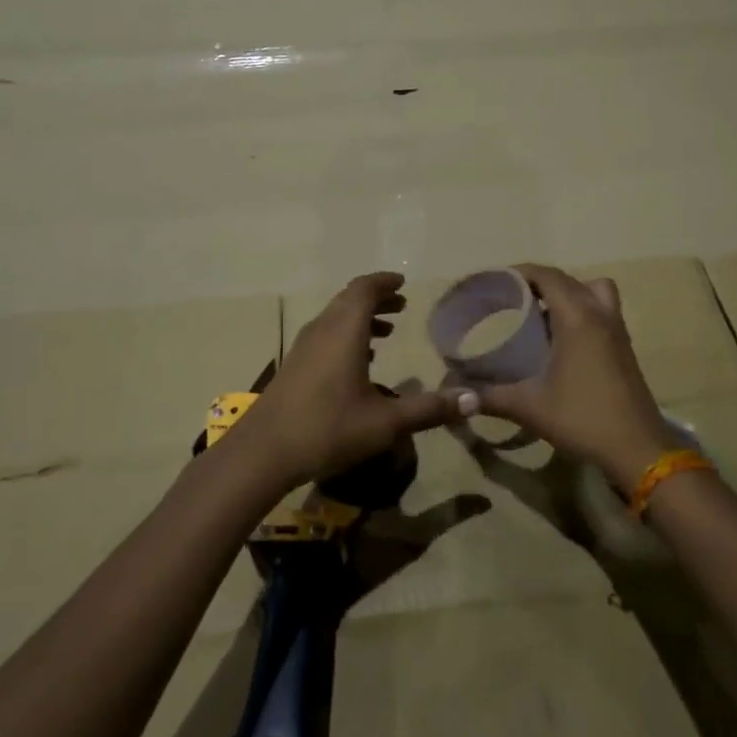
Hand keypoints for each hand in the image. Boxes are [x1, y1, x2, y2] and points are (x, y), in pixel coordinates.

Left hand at [228, 272, 465, 491]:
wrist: (262, 453)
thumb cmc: (327, 429)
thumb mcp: (386, 423)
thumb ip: (429, 409)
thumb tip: (473, 399)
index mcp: (344, 331)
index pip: (364, 289)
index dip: (385, 283)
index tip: (403, 284)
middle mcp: (322, 331)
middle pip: (349, 300)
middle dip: (376, 299)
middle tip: (401, 305)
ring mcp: (303, 348)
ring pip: (335, 318)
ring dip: (360, 318)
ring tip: (386, 331)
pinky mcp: (294, 366)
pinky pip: (325, 336)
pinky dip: (346, 335)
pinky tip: (358, 361)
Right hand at [470, 265, 674, 494]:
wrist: (639, 450)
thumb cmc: (583, 419)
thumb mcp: (530, 407)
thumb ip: (490, 397)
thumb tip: (456, 397)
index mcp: (577, 318)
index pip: (546, 275)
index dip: (518, 273)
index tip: (493, 283)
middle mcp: (600, 314)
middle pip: (567, 280)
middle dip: (537, 282)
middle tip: (508, 299)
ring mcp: (617, 329)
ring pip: (593, 290)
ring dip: (567, 293)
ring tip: (540, 314)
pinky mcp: (624, 347)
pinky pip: (602, 309)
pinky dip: (582, 310)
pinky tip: (561, 340)